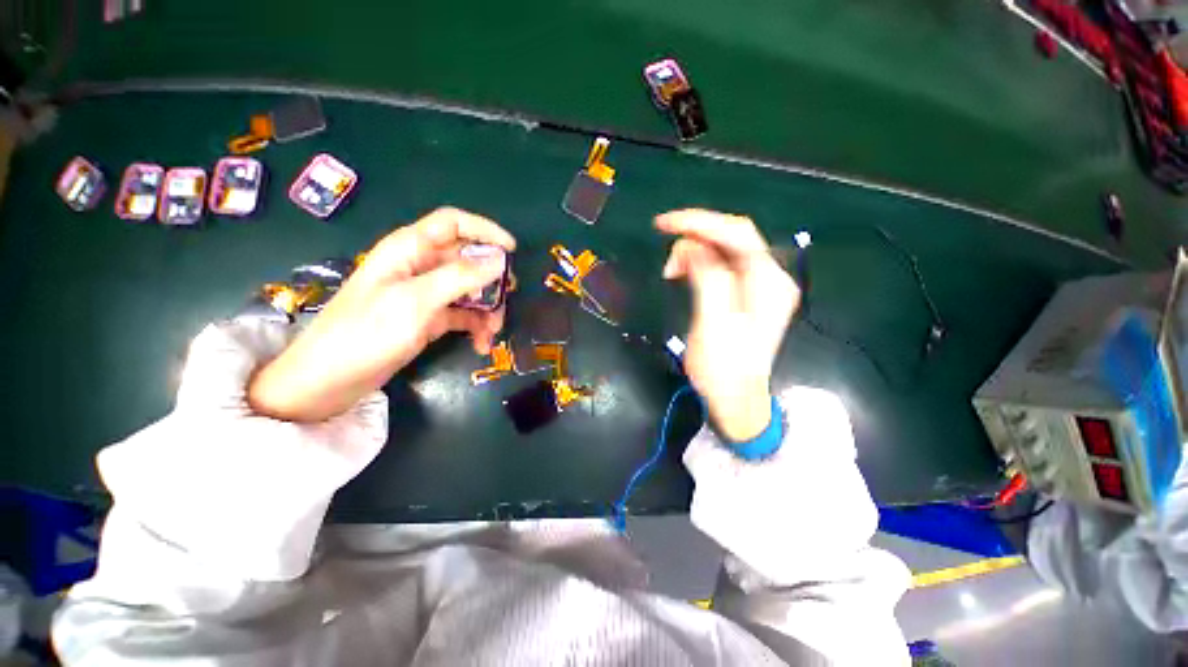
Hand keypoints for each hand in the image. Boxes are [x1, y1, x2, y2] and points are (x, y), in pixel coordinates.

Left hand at [248, 207, 515, 421]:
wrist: (329, 380)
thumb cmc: (366, 333)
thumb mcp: (417, 301)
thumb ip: (460, 277)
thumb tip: (500, 259)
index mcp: (410, 249)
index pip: (453, 224)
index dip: (485, 230)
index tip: (513, 250)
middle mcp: (419, 266)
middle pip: (467, 260)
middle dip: (491, 279)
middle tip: (509, 297)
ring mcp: (424, 294)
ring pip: (469, 290)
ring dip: (486, 309)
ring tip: (493, 331)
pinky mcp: (427, 318)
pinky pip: (462, 315)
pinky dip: (475, 327)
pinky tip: (481, 345)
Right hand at [656, 209, 799, 441]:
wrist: (734, 401)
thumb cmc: (724, 369)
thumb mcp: (714, 324)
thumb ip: (708, 279)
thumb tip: (693, 246)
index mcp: (769, 283)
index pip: (738, 234)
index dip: (700, 222)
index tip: (664, 224)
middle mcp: (769, 277)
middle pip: (732, 237)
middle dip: (695, 237)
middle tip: (666, 255)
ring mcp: (758, 285)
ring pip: (723, 250)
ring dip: (693, 252)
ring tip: (670, 273)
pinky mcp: (743, 294)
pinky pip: (720, 265)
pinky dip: (697, 264)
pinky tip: (682, 273)